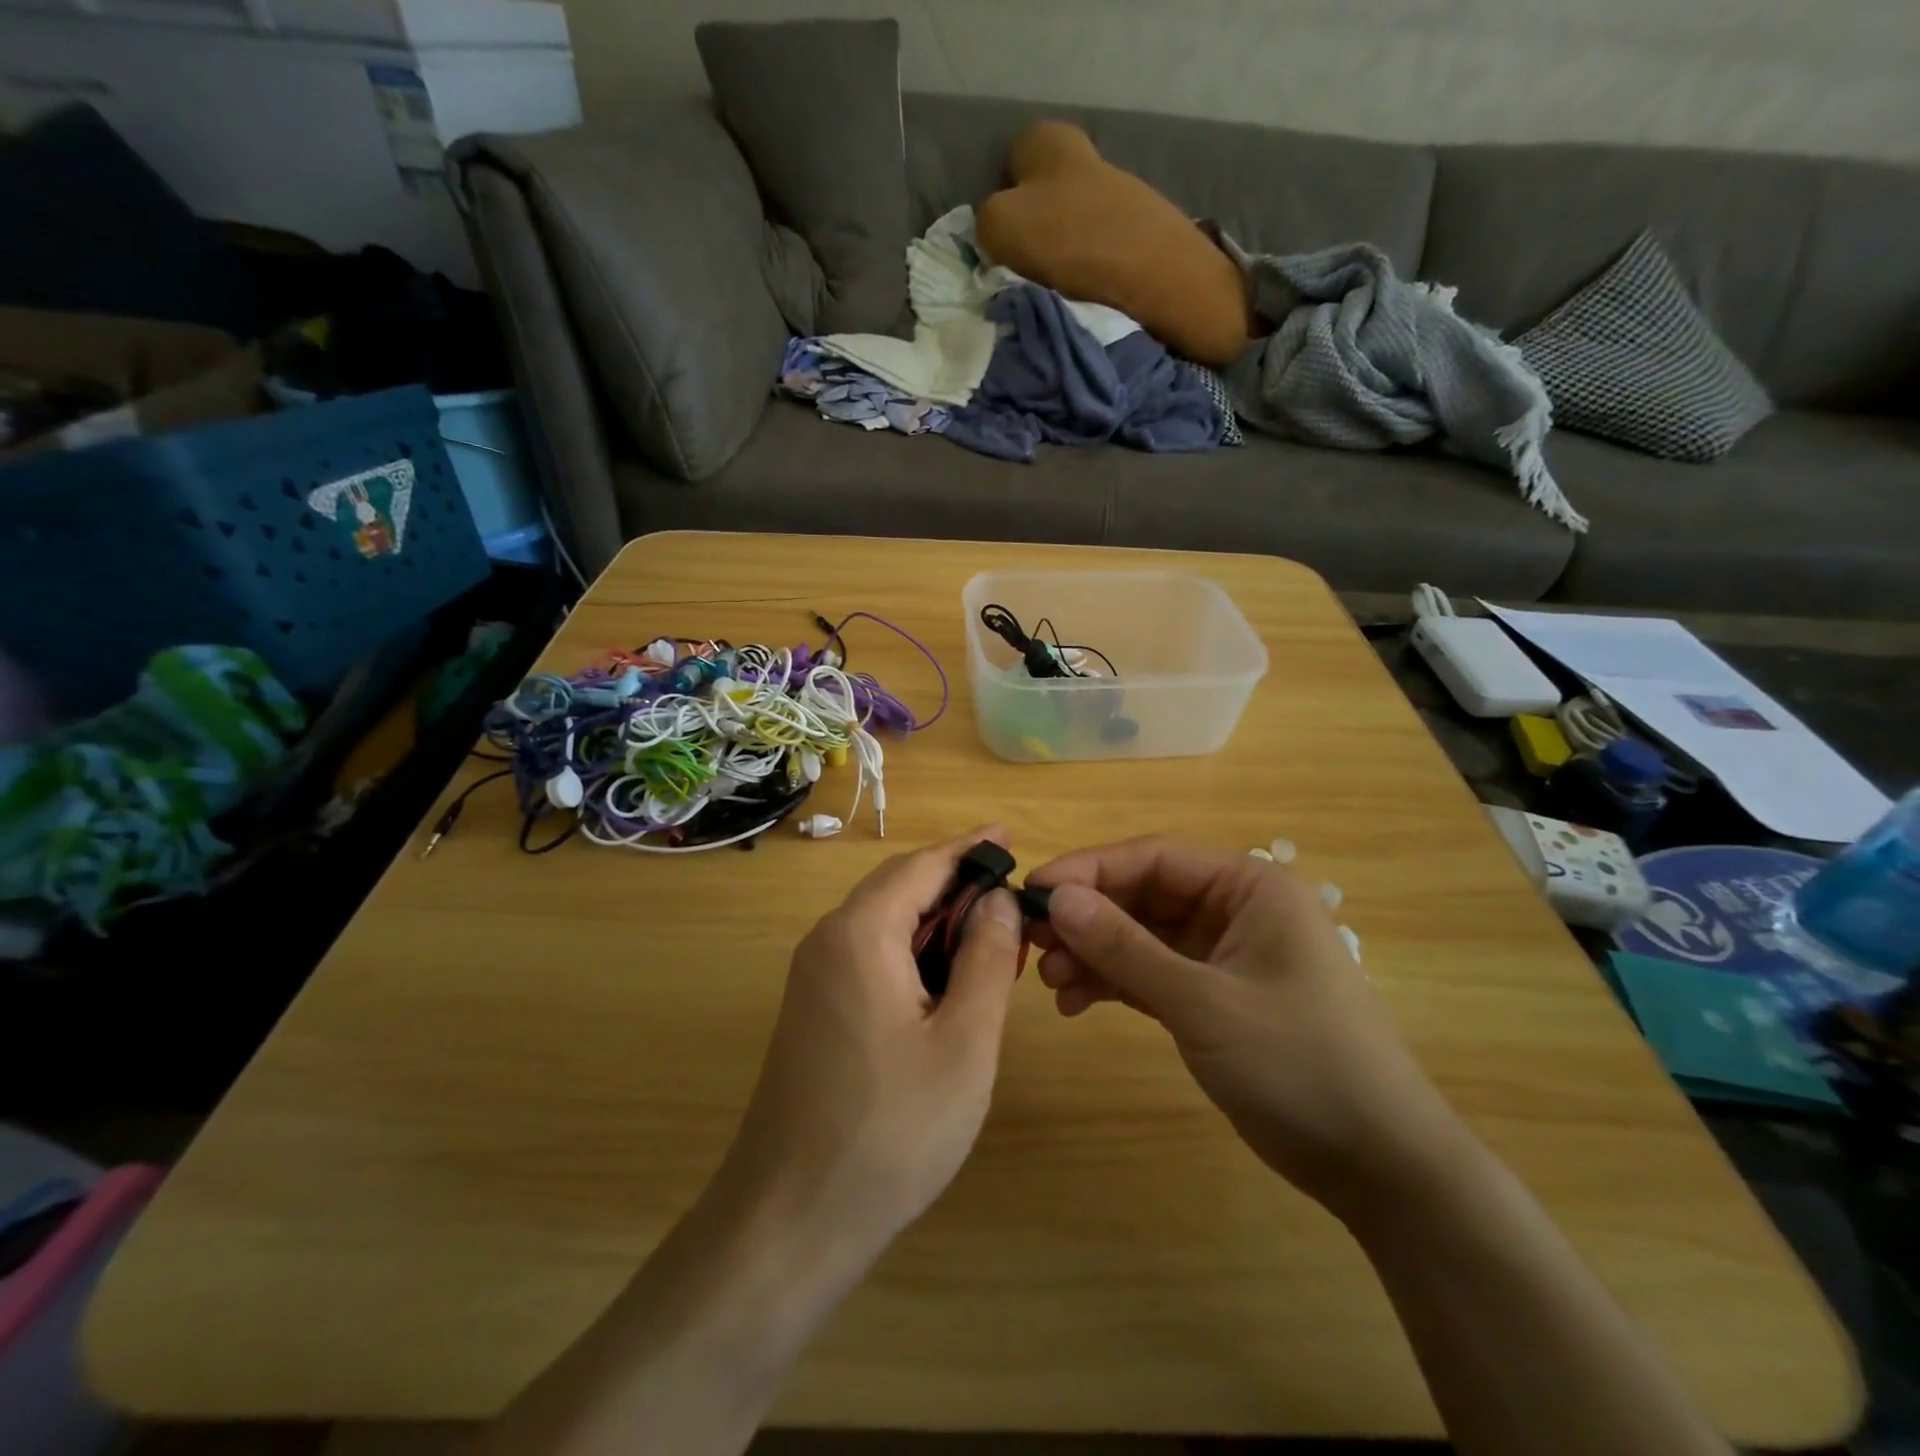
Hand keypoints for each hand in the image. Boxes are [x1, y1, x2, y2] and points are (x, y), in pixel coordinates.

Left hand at [712, 827, 1024, 1271]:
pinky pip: (869, 956)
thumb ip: (985, 959)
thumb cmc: (890, 1130)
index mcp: (860, 933)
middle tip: (1012, 899)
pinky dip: (913, 953)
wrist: (788, 1222)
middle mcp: (827, 940)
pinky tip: (945, 984)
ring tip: (991, 940)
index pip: (922, 865)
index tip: (1010, 836)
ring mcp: (813, 977)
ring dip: (936, 922)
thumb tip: (995, 898)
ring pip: (883, 923)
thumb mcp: (963, 1043)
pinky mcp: (813, 1010)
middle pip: (898, 887)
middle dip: (956, 885)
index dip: (970, 848)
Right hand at [1028, 837, 1462, 1216]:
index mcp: (1249, 886)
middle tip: (1033, 944)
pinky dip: (1115, 983)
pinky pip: (1152, 974)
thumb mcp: (1202, 1001)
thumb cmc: (1298, 1062)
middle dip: (1087, 919)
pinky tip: (1075, 1003)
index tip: (1032, 890)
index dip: (1089, 870)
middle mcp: (1235, 909)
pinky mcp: (1214, 996)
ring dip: (1094, 954)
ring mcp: (1224, 954)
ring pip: (1141, 936)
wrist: (1377, 1165)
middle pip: (1142, 895)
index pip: (1153, 858)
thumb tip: (1056, 898)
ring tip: (1050, 982)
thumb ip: (1125, 947)